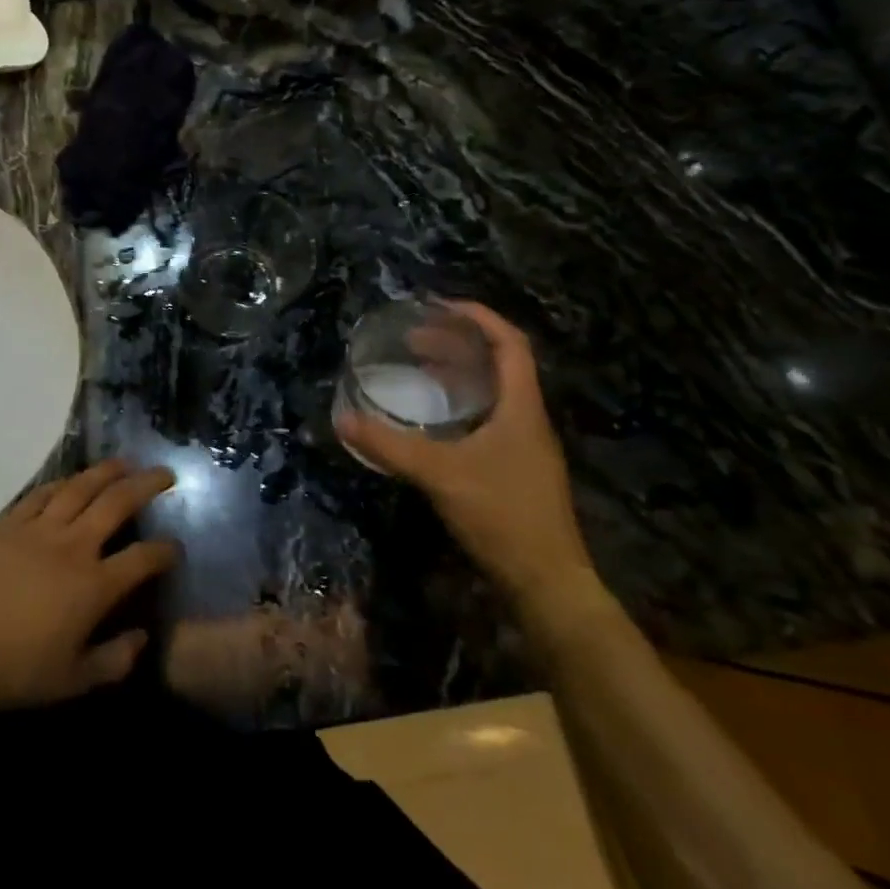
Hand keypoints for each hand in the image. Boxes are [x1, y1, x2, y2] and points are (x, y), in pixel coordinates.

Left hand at [0, 460, 178, 709]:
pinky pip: (42, 493)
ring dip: (107, 472)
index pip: (142, 559)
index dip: (165, 551)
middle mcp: (73, 546)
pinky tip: (73, 479)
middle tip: (165, 473)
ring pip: (80, 488)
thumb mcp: (73, 681)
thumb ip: (114, 660)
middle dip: (146, 486)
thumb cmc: (15, 669)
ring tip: (126, 462)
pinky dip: (62, 483)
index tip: (176, 547)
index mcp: (94, 585)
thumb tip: (143, 638)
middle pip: (117, 504)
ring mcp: (39, 528)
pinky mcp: (10, 522)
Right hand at [336, 302, 597, 605]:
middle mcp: (528, 419)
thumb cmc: (501, 515)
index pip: (509, 343)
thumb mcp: (438, 474)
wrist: (547, 582)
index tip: (437, 306)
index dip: (478, 316)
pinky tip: (432, 420)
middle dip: (457, 343)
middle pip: (499, 363)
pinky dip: (459, 404)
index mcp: (521, 408)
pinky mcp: (516, 468)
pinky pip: (488, 417)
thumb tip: (342, 419)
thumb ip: (389, 445)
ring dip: (458, 373)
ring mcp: (525, 446)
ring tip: (418, 369)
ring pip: (494, 392)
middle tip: (413, 339)